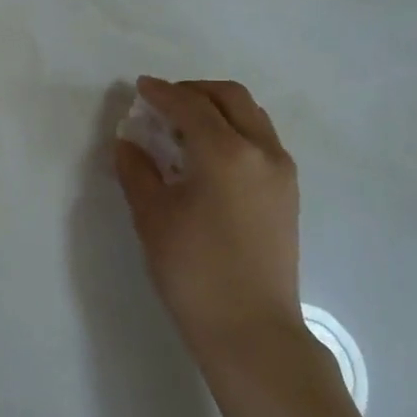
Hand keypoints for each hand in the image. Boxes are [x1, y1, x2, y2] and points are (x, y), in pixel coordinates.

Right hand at [114, 76, 305, 366]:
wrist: (250, 328)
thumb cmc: (193, 270)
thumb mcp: (152, 216)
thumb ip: (137, 170)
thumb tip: (128, 141)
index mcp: (227, 153)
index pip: (190, 105)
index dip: (162, 93)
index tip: (140, 88)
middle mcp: (262, 151)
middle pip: (231, 98)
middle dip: (194, 91)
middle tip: (163, 102)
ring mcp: (282, 172)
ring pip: (251, 117)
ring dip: (217, 109)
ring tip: (184, 126)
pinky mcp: (288, 193)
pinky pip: (261, 140)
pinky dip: (233, 131)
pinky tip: (208, 155)